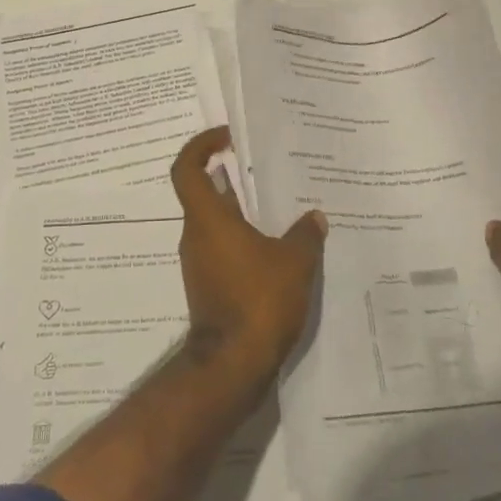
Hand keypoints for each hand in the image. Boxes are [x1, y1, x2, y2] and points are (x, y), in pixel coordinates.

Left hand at [170, 126, 325, 377]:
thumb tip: (314, 217)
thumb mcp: (294, 262)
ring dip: (241, 210)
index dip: (200, 145)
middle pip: (204, 193)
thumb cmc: (258, 300)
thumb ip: (305, 234)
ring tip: (279, 204)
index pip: (187, 168)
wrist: (233, 364)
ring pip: (216, 223)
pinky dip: (244, 238)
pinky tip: (276, 245)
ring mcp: (200, 262)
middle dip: (231, 176)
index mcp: (208, 219)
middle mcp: (196, 236)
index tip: (226, 136)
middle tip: (263, 167)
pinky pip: (223, 248)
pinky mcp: (209, 285)